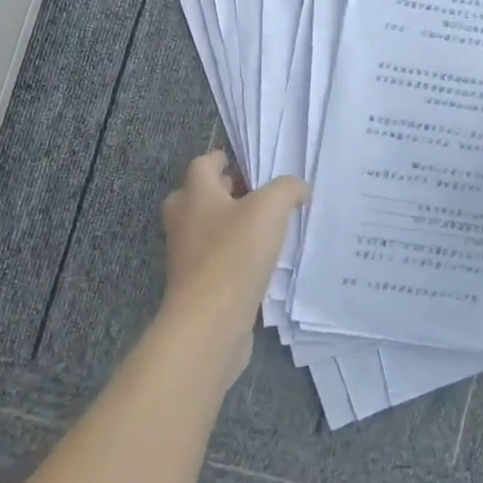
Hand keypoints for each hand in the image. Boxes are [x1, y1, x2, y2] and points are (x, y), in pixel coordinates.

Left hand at [159, 150, 307, 380]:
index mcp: (194, 194)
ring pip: (207, 229)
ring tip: (267, 229)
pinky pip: (215, 259)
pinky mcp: (196, 285)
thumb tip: (299, 188)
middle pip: (200, 195)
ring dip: (231, 226)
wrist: (209, 323)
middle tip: (258, 196)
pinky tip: (261, 263)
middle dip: (226, 193)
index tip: (248, 164)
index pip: (203, 164)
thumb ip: (287, 189)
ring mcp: (186, 255)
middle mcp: (183, 220)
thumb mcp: (269, 208)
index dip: (224, 159)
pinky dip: (233, 256)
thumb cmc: (234, 254)